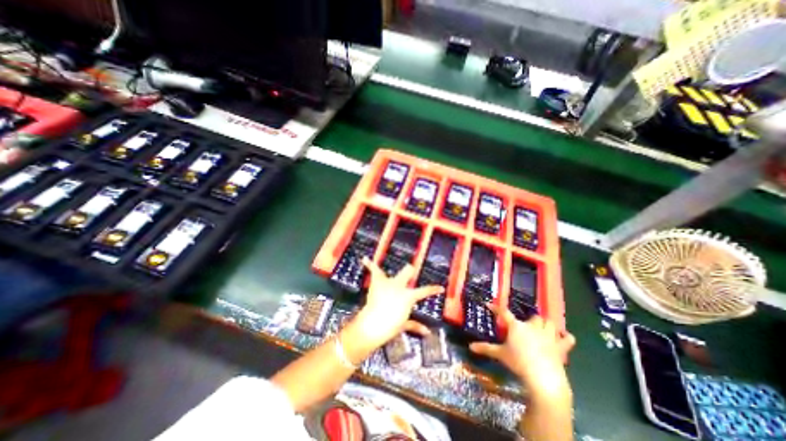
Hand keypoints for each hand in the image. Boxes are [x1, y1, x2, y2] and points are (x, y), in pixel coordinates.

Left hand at [353, 259, 444, 346]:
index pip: (425, 291)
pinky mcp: (377, 281)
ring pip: (395, 270)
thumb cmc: (391, 325)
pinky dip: (369, 264)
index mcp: (408, 296)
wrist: (374, 324)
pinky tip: (364, 259)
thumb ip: (415, 326)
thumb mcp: (403, 325)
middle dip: (409, 271)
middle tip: (410, 270)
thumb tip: (427, 332)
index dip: (433, 289)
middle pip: (407, 271)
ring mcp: (388, 282)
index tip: (440, 288)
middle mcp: (399, 286)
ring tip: (386, 263)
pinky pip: (373, 270)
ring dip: (390, 271)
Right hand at [468, 304, 575, 397]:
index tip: (490, 304)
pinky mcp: (561, 347)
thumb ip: (486, 348)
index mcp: (517, 327)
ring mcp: (548, 336)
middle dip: (530, 319)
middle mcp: (532, 327)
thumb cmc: (519, 363)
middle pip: (533, 316)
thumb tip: (470, 346)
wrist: (543, 378)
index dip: (496, 308)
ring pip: (550, 323)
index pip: (504, 313)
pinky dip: (566, 337)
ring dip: (547, 325)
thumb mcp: (500, 355)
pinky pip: (568, 338)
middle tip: (526, 326)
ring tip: (543, 329)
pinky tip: (563, 338)